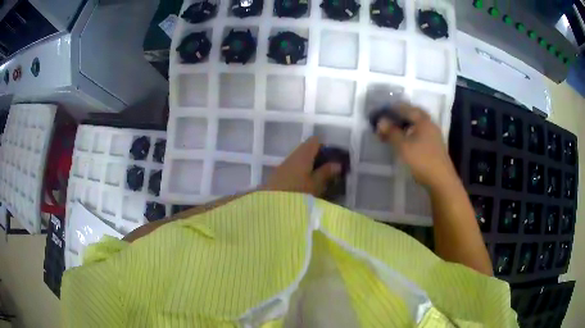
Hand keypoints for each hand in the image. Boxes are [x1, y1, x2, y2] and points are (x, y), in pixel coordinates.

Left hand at [263, 137, 341, 195]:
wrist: (271, 204)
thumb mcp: (315, 184)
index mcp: (303, 154)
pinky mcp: (279, 174)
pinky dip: (302, 171)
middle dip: (319, 157)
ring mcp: (284, 164)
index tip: (333, 157)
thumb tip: (337, 164)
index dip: (326, 146)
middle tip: (328, 169)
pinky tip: (307, 183)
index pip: (315, 140)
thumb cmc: (297, 193)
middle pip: (307, 149)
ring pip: (300, 158)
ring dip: (310, 165)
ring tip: (319, 178)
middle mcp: (293, 155)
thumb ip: (326, 172)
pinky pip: (294, 167)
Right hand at [375, 103, 457, 189]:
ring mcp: (434, 135)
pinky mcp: (434, 145)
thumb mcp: (403, 146)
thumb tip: (381, 121)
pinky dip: (411, 131)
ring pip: (417, 123)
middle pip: (414, 113)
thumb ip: (392, 132)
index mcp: (423, 121)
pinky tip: (405, 139)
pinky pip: (420, 132)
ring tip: (394, 129)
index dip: (391, 109)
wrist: (441, 180)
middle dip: (400, 114)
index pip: (405, 108)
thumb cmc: (422, 161)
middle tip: (388, 118)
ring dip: (405, 123)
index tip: (380, 113)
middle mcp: (430, 124)